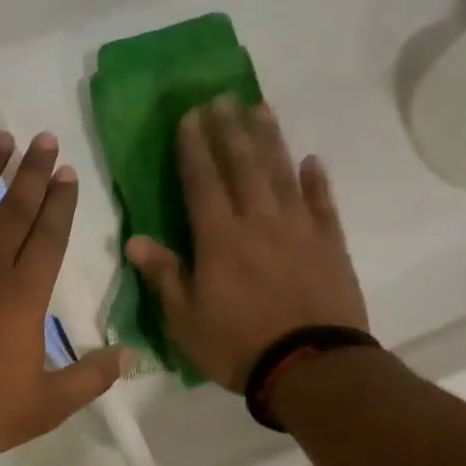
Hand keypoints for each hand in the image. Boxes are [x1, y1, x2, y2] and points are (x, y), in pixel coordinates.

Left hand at [0, 130, 127, 459]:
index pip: (49, 236)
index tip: (66, 171)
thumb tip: (130, 355)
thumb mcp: (46, 405)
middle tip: (43, 139)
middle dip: (32, 172)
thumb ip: (89, 378)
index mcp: (24, 293)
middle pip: (14, 209)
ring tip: (0, 139)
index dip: (60, 202)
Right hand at [126, 97, 368, 392]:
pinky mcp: (330, 244)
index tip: (190, 116)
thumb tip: (135, 239)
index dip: (195, 147)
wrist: (310, 367)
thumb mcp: (184, 319)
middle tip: (223, 98)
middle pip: (243, 165)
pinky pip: (323, 204)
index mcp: (219, 239)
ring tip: (260, 108)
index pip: (203, 182)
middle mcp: (259, 222)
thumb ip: (164, 274)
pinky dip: (316, 180)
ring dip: (270, 139)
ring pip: (282, 173)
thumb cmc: (237, 345)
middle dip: (230, 129)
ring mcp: (299, 229)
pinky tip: (311, 161)